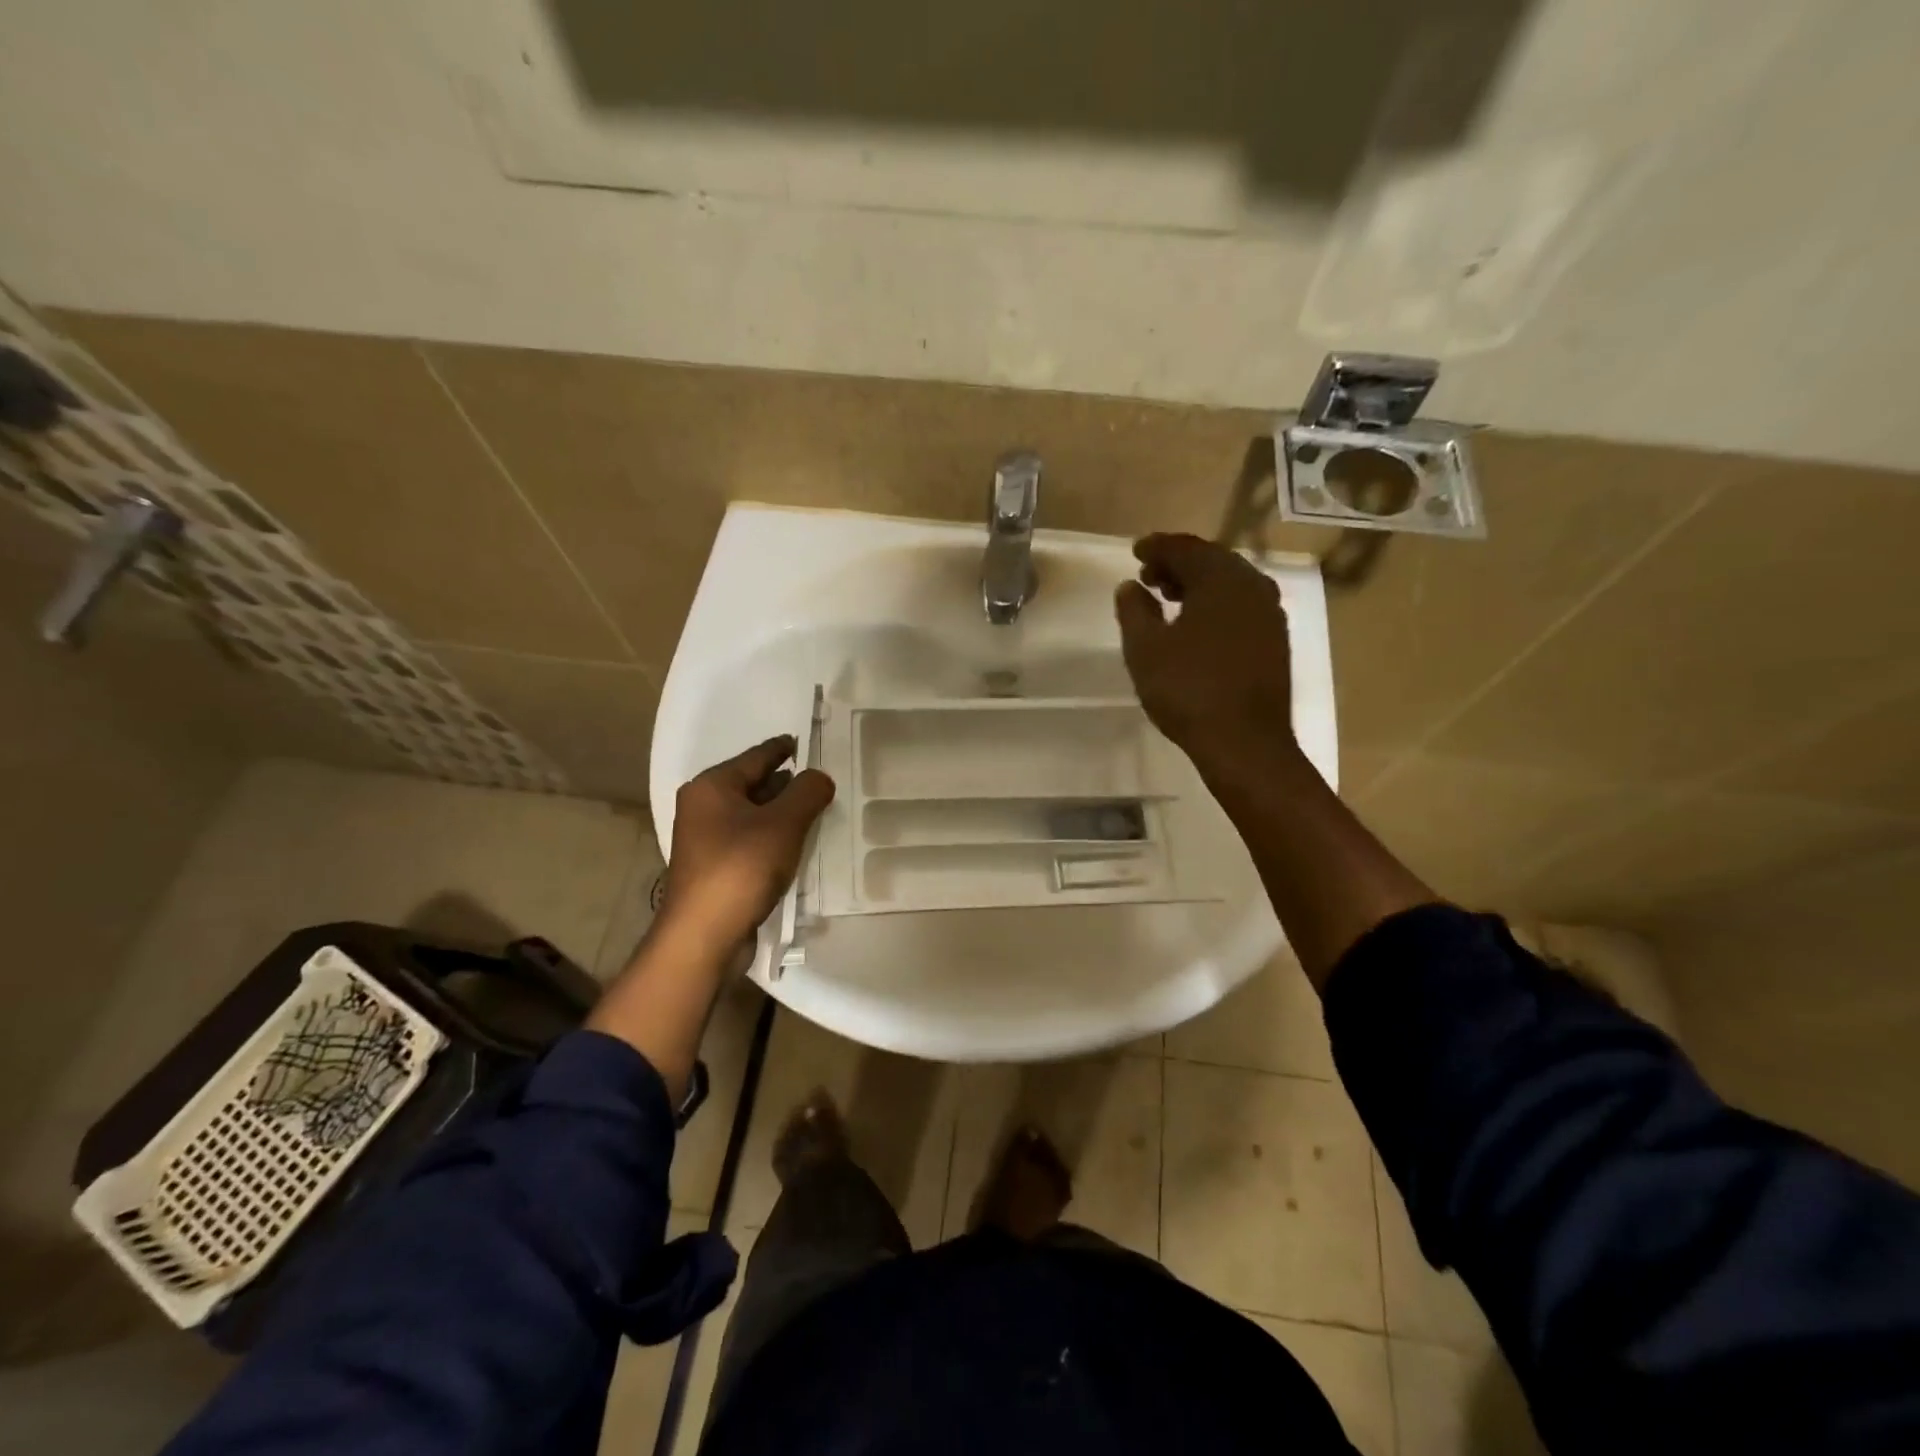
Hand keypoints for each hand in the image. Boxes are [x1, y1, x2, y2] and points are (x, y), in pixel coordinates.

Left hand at [659, 736, 835, 953]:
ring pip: (754, 815)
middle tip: (823, 783)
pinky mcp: (715, 867)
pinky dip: (773, 838)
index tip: (808, 742)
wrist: (704, 936)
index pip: (758, 756)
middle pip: (754, 784)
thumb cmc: (741, 868)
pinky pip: (750, 840)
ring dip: (782, 814)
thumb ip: (807, 792)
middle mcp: (703, 807)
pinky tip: (796, 845)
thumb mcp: (783, 823)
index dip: (786, 748)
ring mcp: (707, 839)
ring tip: (817, 812)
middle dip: (788, 784)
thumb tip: (820, 777)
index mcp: (712, 786)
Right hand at [1115, 533, 1294, 774]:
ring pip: (1229, 583)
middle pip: (1212, 560)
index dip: (1157, 547)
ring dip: (1198, 584)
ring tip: (1169, 599)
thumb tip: (1130, 586)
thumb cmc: (1188, 689)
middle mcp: (1252, 586)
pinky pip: (1241, 604)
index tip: (1135, 551)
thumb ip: (1134, 610)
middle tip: (1148, 576)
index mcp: (1221, 579)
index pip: (1185, 548)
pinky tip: (1198, 624)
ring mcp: (1269, 613)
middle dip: (1178, 563)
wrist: (1245, 742)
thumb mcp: (1145, 649)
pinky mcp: (1275, 639)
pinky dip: (1216, 603)